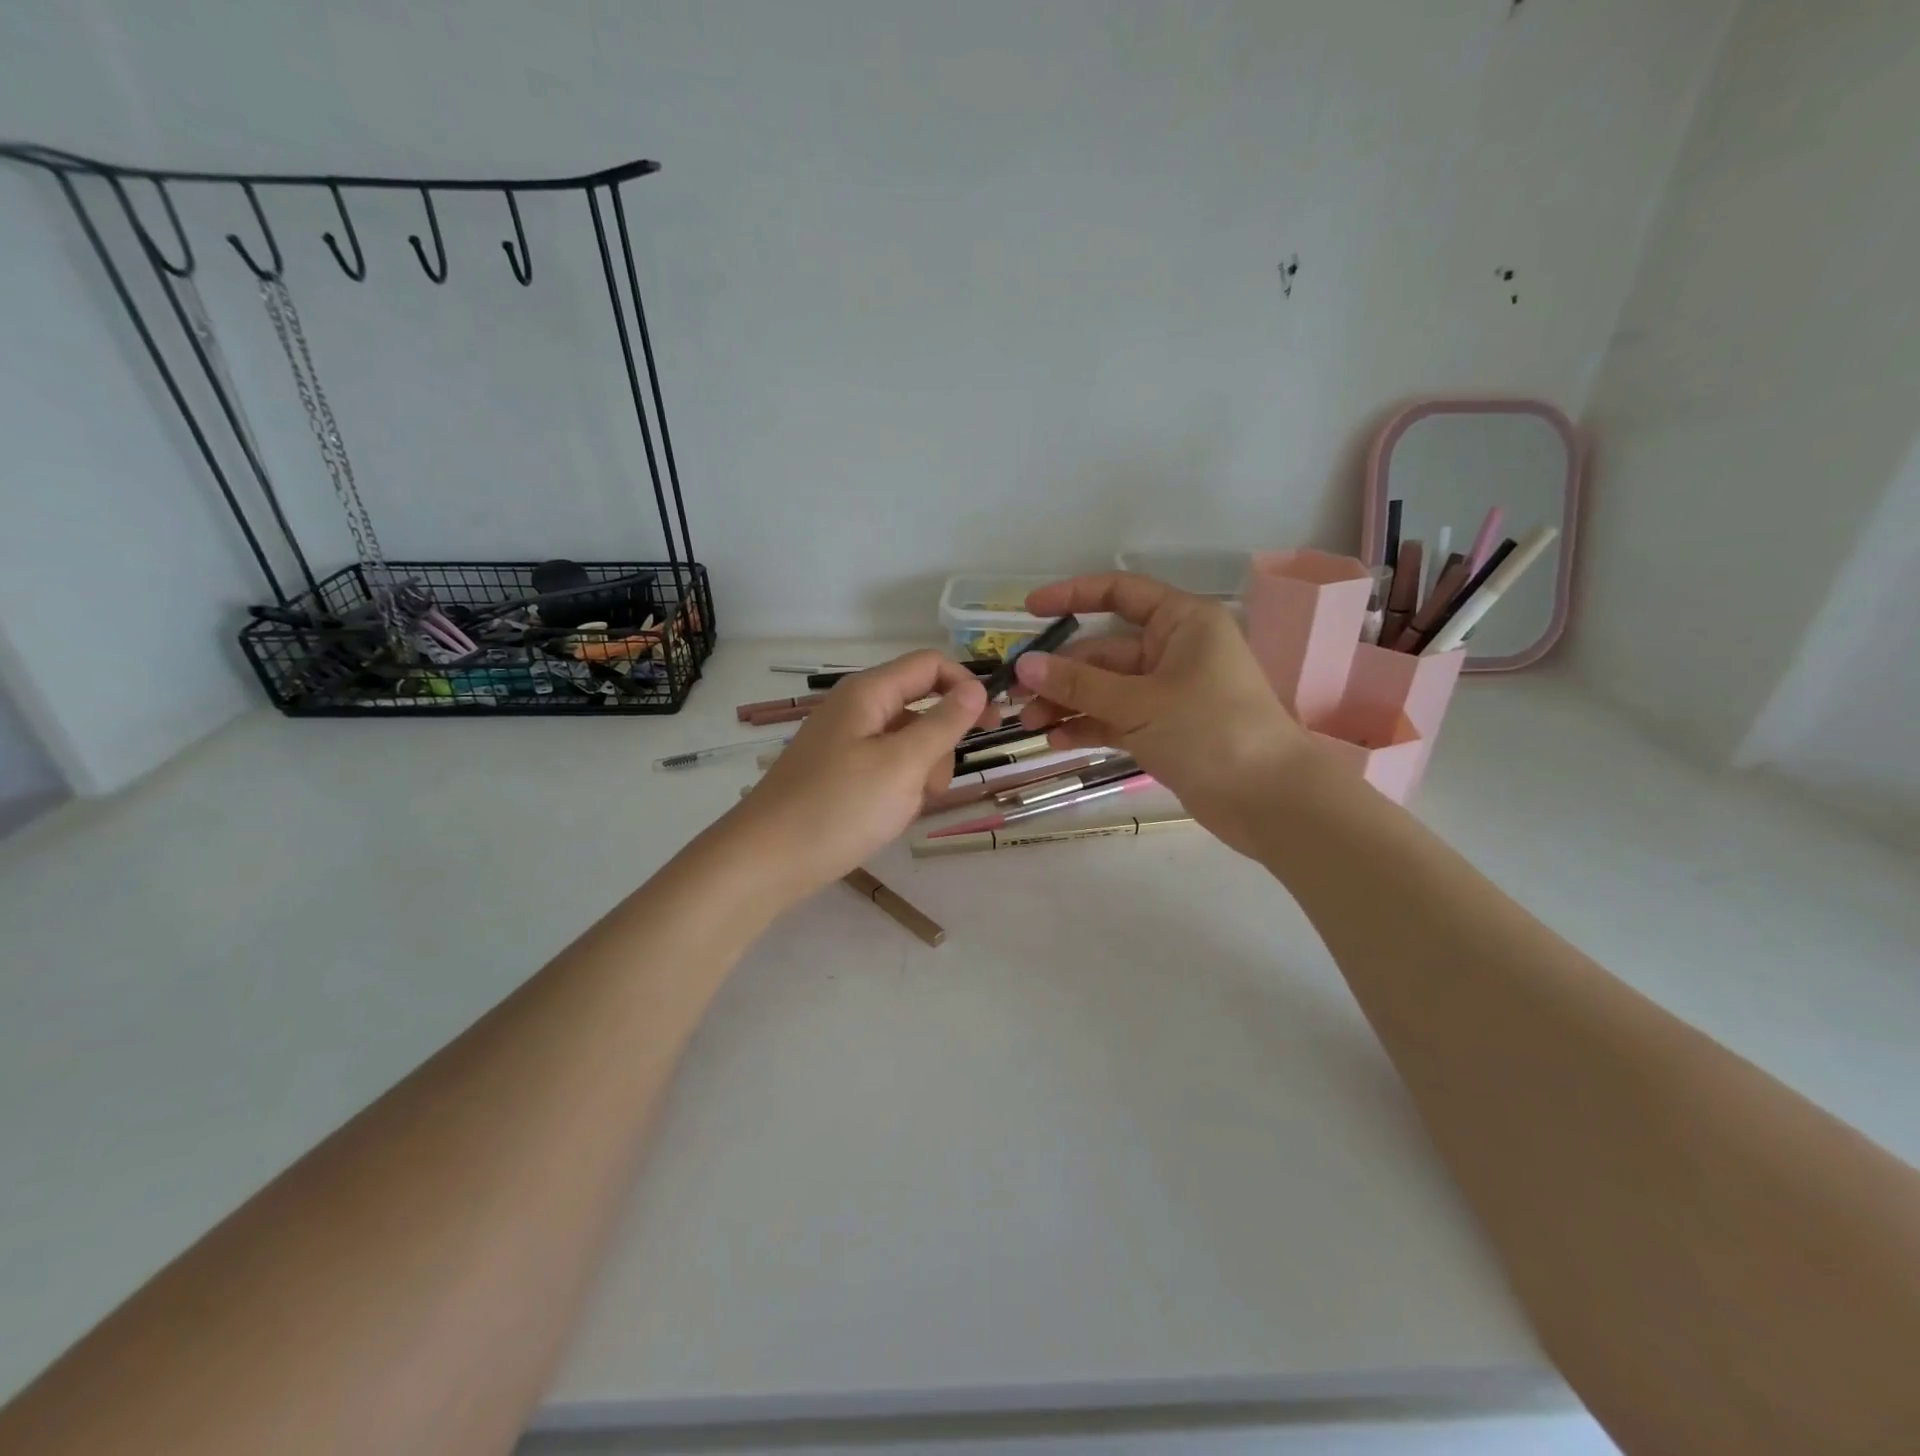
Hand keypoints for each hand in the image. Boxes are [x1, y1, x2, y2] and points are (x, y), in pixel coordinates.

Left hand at [719, 650, 990, 903]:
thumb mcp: (903, 764)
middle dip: (938, 746)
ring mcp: (845, 743)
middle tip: (929, 785)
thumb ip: (944, 723)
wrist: (766, 861)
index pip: (930, 665)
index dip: (966, 686)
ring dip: (919, 775)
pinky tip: (885, 817)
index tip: (992, 724)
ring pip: (907, 745)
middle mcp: (856, 709)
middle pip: (921, 708)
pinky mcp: (839, 774)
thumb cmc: (838, 807)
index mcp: (868, 693)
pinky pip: (885, 769)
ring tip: (900, 808)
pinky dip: (897, 790)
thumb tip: (976, 688)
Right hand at [1014, 573, 1314, 857]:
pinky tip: (1056, 741)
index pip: (1120, 593)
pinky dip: (1089, 726)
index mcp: (1181, 622)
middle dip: (1060, 672)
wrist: (1269, 800)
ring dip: (1068, 703)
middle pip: (1104, 651)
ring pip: (1106, 688)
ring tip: (1029, 725)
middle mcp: (1174, 650)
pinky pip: (1117, 719)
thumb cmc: (1211, 731)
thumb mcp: (1139, 703)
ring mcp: (1168, 693)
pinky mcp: (1164, 730)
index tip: (1028, 611)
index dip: (1072, 596)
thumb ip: (1079, 684)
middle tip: (1016, 695)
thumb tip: (1025, 665)